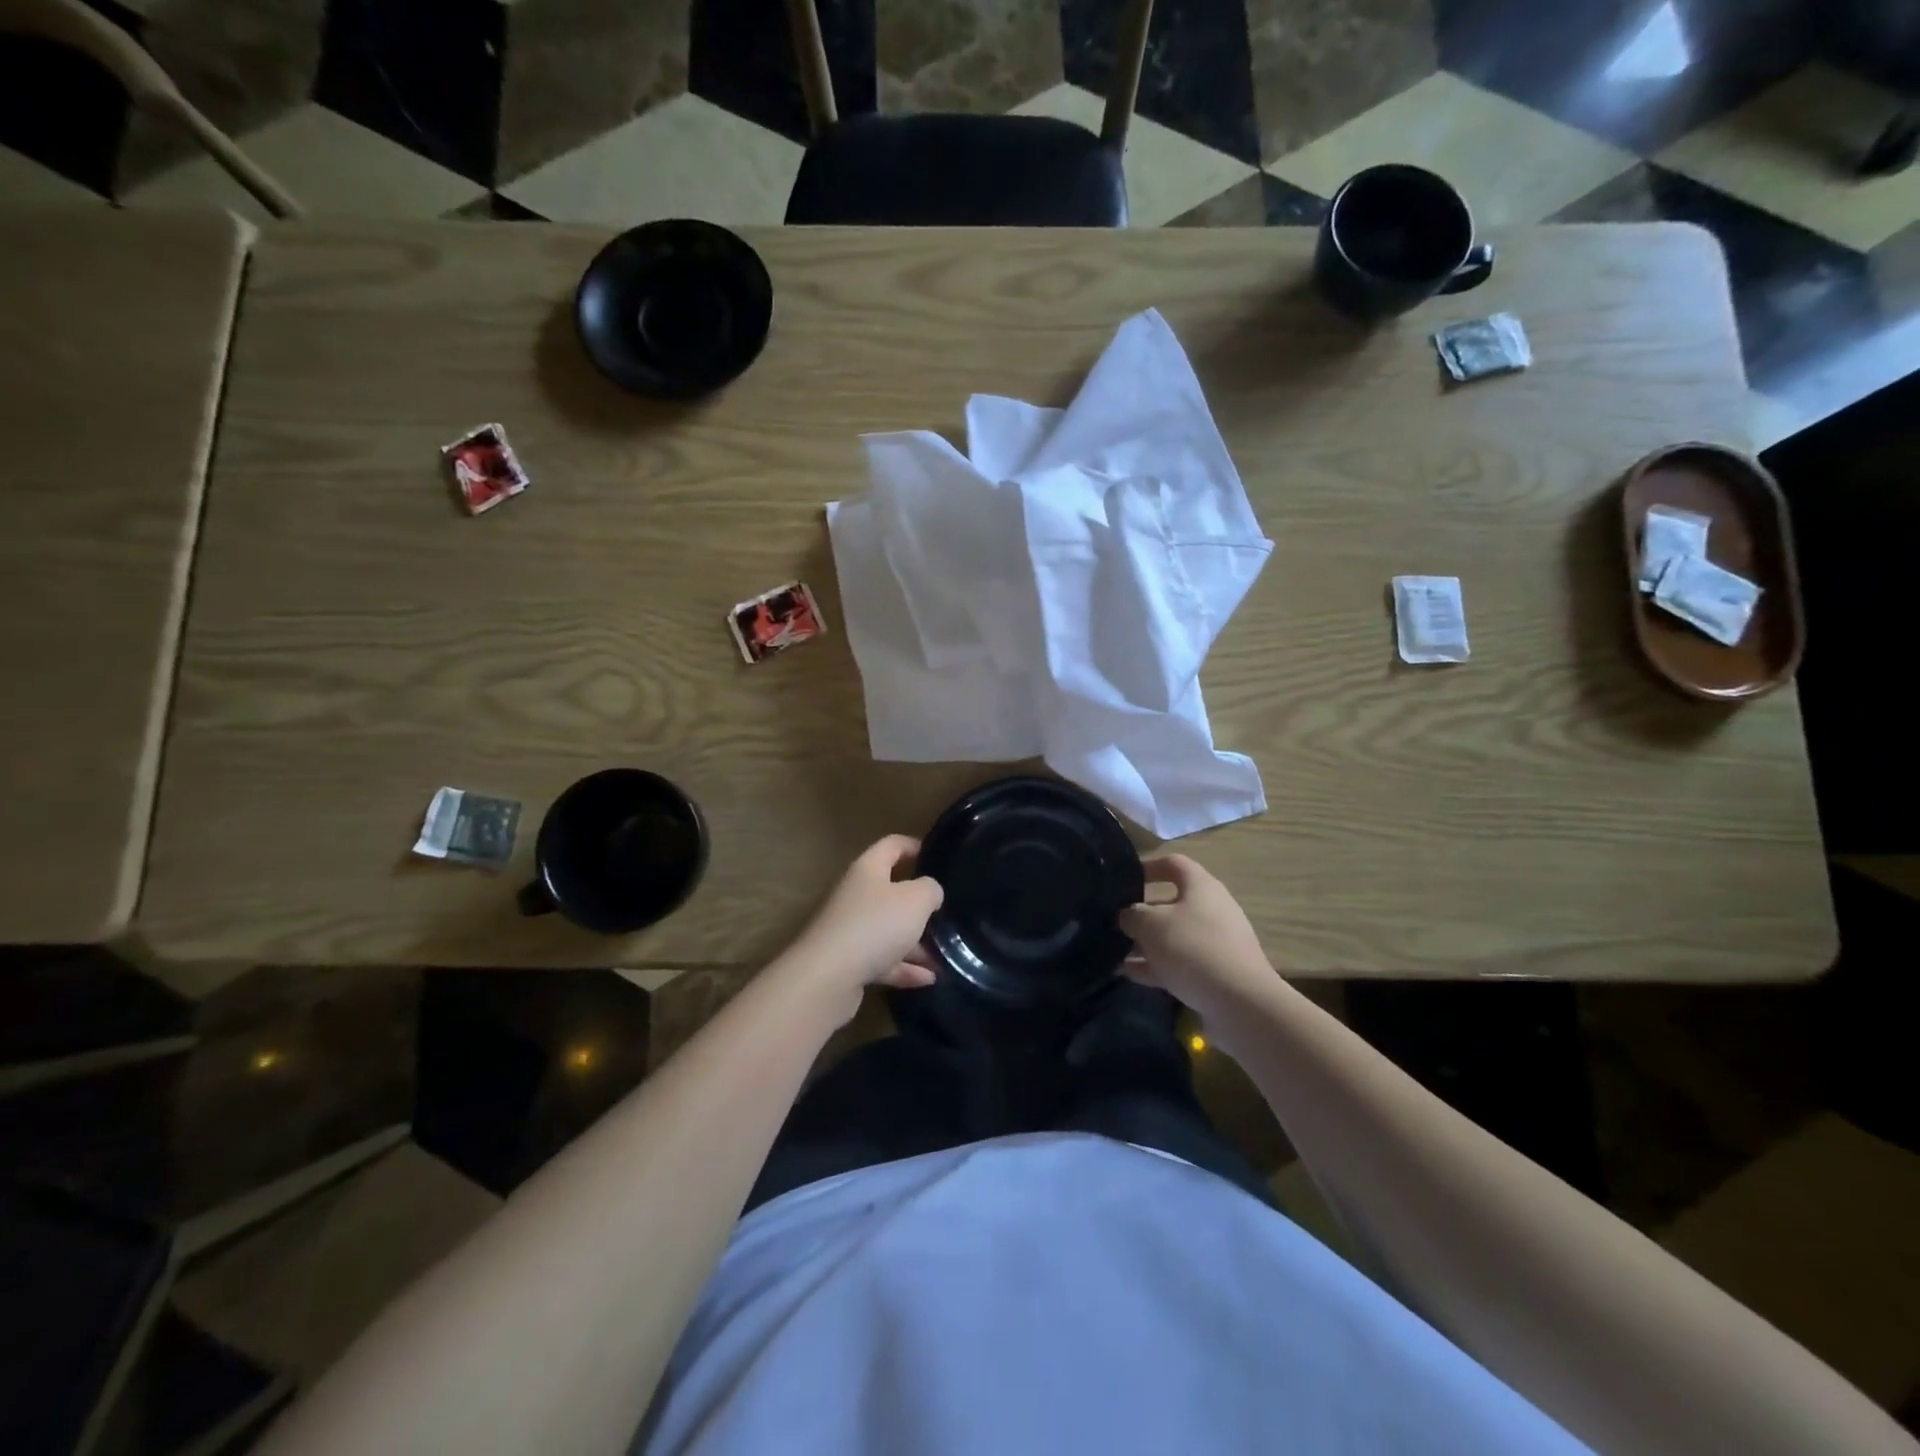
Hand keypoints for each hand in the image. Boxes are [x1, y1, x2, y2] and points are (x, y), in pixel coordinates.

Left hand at [786, 836, 944, 995]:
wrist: (828, 977)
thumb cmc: (876, 924)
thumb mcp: (916, 900)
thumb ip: (930, 890)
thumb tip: (930, 892)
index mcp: (868, 869)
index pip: (891, 845)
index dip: (914, 846)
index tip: (936, 856)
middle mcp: (856, 895)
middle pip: (891, 892)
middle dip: (920, 905)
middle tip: (946, 912)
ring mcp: (851, 930)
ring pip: (889, 931)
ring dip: (917, 943)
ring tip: (944, 954)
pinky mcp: (849, 962)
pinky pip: (883, 960)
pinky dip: (905, 968)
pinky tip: (929, 978)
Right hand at [1119, 855, 1271, 1011]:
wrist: (1239, 1003)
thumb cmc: (1192, 948)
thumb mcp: (1151, 925)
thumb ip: (1133, 915)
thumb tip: (1128, 916)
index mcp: (1201, 887)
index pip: (1174, 864)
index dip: (1149, 867)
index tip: (1125, 878)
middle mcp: (1211, 910)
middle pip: (1171, 904)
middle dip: (1141, 914)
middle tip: (1114, 923)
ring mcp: (1215, 943)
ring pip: (1173, 937)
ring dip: (1145, 944)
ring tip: (1114, 954)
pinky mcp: (1215, 973)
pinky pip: (1179, 963)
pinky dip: (1155, 967)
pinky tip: (1128, 975)